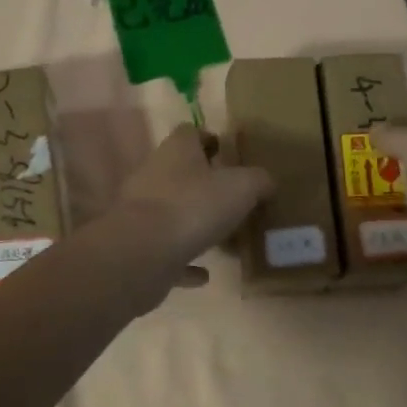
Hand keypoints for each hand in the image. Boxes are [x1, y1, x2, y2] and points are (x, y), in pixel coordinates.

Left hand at [113, 124, 272, 287]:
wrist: (141, 254)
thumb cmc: (193, 207)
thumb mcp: (241, 187)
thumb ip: (258, 181)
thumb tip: (266, 182)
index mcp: (177, 152)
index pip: (190, 133)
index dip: (209, 139)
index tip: (228, 153)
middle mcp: (154, 176)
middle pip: (180, 172)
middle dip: (204, 184)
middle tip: (234, 199)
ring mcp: (142, 213)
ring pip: (172, 212)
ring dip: (195, 224)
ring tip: (224, 238)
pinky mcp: (139, 248)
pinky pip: (167, 252)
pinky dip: (185, 261)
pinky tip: (204, 274)